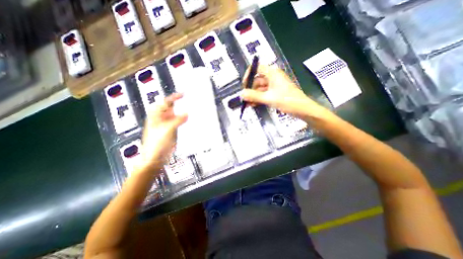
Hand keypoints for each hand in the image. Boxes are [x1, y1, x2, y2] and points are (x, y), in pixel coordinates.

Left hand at [138, 93, 185, 171]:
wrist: (155, 158)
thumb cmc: (157, 143)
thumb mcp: (167, 130)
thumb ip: (178, 120)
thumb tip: (187, 113)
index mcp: (156, 115)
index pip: (165, 102)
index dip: (174, 97)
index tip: (184, 94)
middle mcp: (161, 118)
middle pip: (170, 107)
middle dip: (179, 104)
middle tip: (189, 101)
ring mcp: (166, 124)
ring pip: (175, 115)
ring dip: (182, 112)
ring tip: (192, 109)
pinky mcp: (171, 130)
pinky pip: (178, 122)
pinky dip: (183, 120)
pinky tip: (189, 120)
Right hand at [240, 65, 330, 121]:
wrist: (302, 109)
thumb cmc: (287, 101)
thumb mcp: (268, 98)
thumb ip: (254, 96)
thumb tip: (241, 94)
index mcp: (272, 73)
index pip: (257, 68)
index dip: (249, 75)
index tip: (244, 85)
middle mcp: (273, 77)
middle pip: (257, 79)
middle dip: (250, 89)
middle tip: (244, 98)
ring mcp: (274, 85)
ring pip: (260, 88)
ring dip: (253, 95)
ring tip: (247, 104)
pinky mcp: (275, 93)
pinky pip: (264, 93)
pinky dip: (258, 98)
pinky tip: (253, 105)